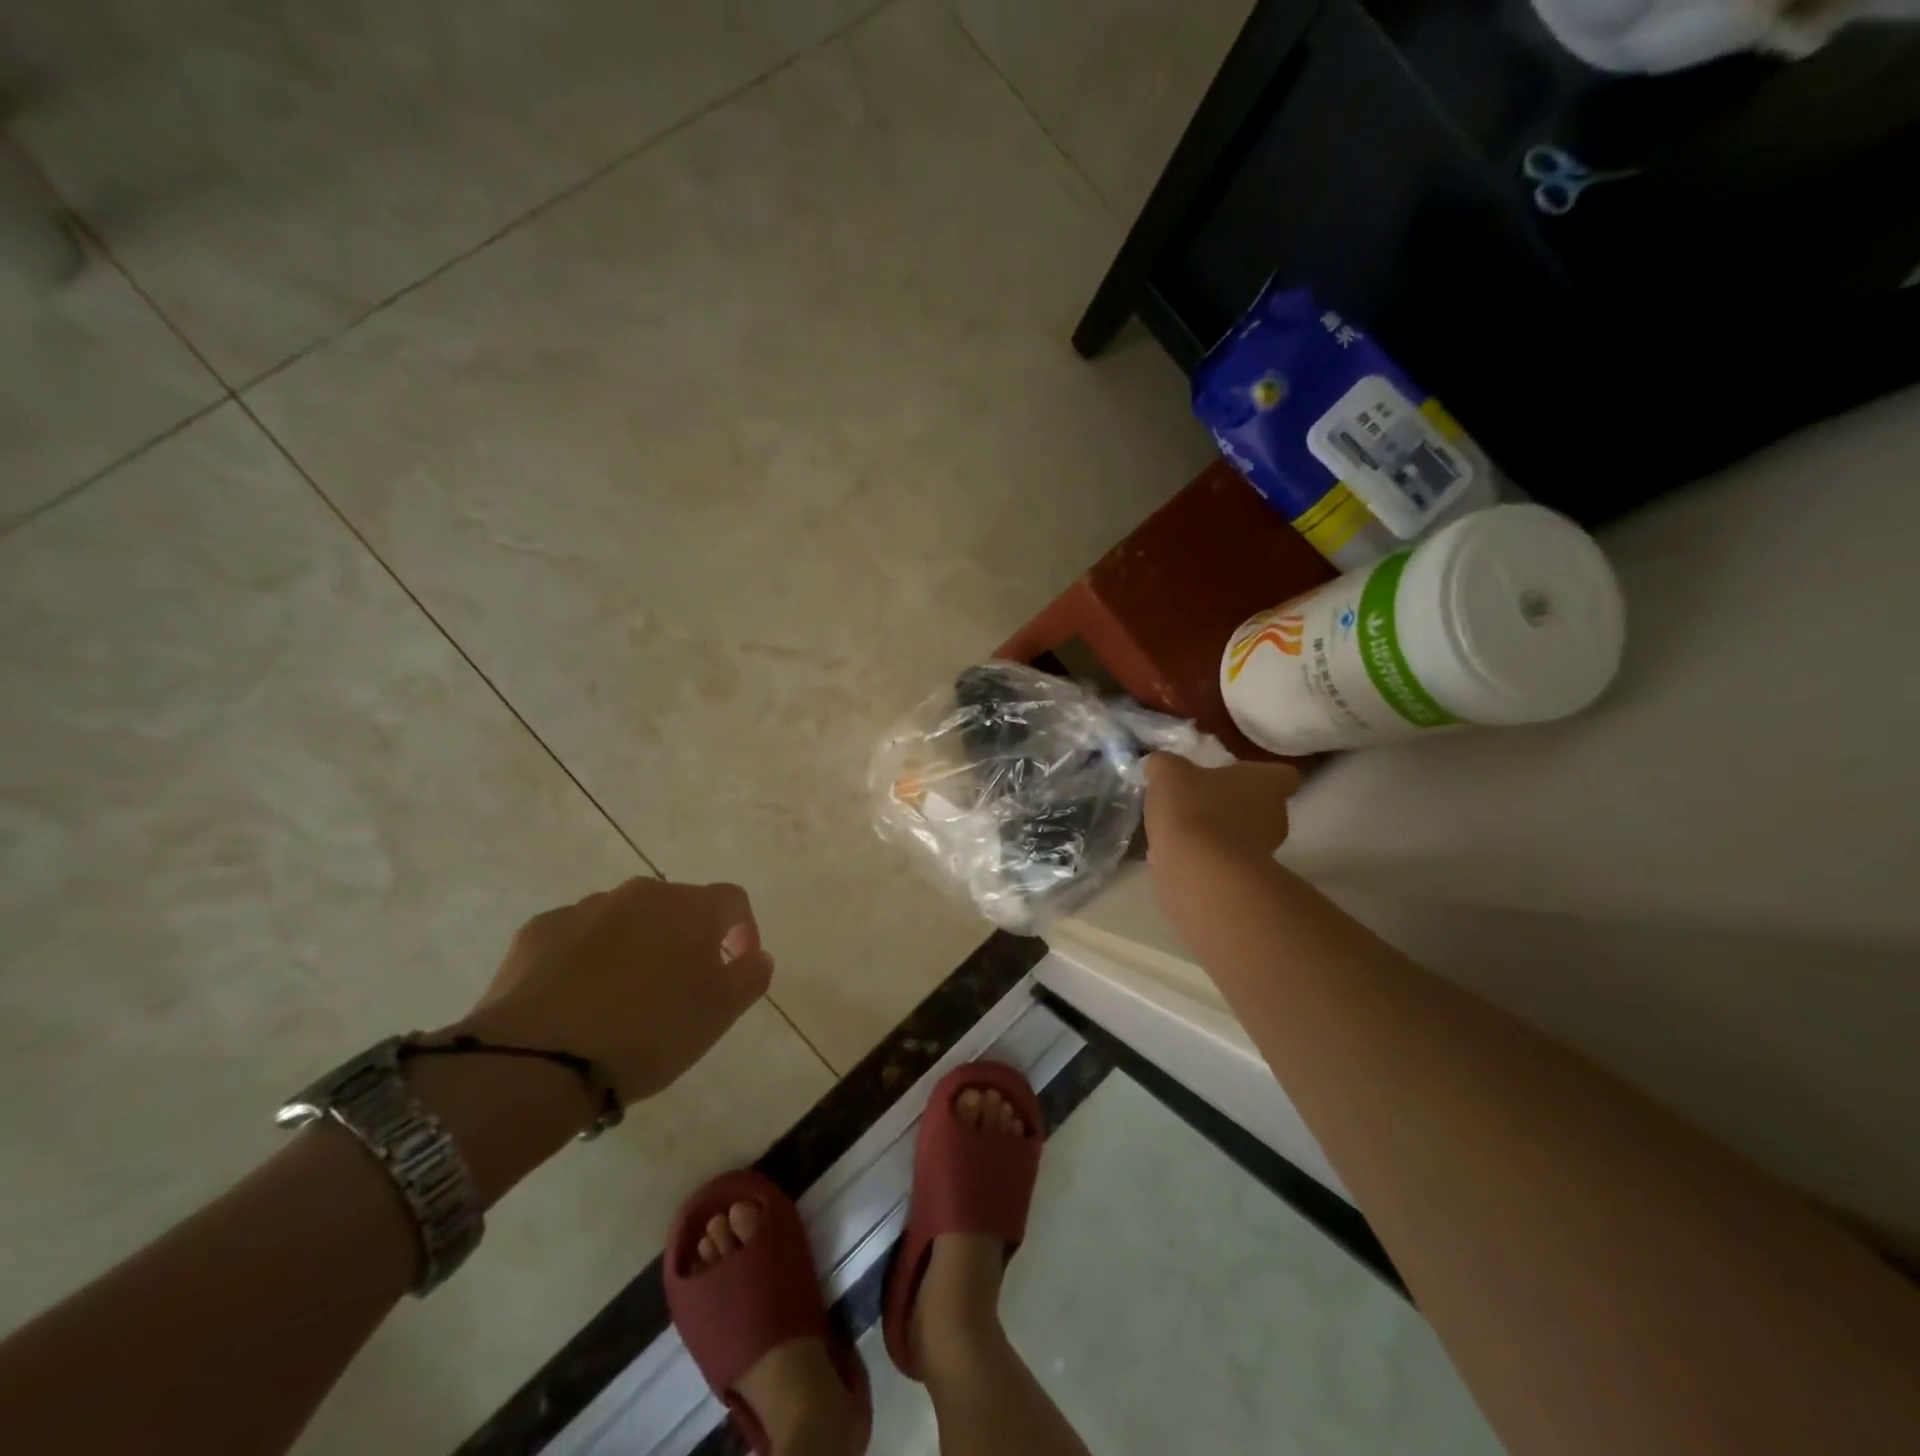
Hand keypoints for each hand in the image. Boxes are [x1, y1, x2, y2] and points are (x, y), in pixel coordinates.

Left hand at [454, 877, 773, 1104]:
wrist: (536, 1060)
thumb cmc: (648, 1033)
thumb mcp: (719, 1013)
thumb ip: (751, 976)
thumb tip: (757, 955)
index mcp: (690, 907)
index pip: (733, 900)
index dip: (744, 929)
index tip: (738, 965)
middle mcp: (640, 893)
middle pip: (676, 908)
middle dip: (685, 939)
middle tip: (681, 987)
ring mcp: (585, 908)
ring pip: (625, 920)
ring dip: (636, 946)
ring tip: (624, 998)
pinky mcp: (538, 931)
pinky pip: (577, 937)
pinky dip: (586, 958)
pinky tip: (577, 1000)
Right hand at [1144, 754, 1300, 868]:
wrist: (1199, 872)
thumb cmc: (1194, 809)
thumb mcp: (1168, 772)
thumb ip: (1165, 765)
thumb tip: (1160, 765)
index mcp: (1267, 784)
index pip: (1282, 775)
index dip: (1259, 775)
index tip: (1233, 776)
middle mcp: (1275, 817)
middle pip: (1262, 807)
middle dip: (1234, 806)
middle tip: (1201, 802)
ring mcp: (1265, 854)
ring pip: (1243, 837)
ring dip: (1218, 835)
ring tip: (1182, 833)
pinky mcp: (1246, 881)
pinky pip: (1225, 863)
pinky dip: (1205, 860)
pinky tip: (1176, 857)